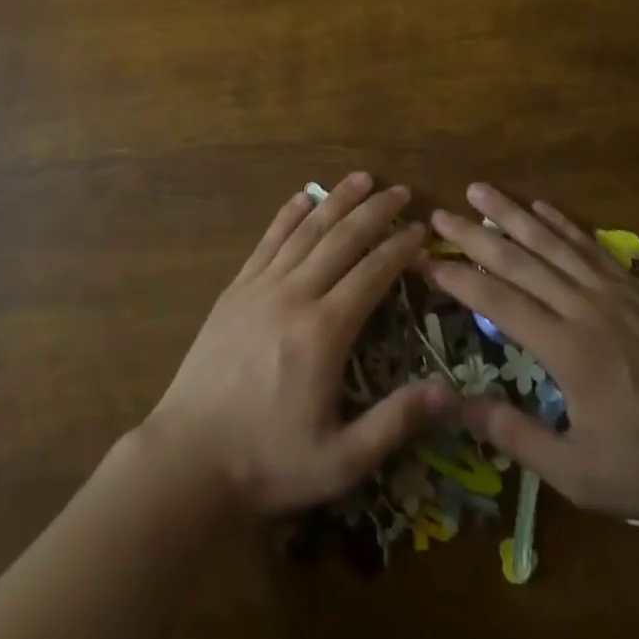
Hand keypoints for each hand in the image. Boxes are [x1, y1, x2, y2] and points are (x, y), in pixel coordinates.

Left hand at [142, 173, 457, 517]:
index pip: (372, 274)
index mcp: (324, 331)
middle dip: (375, 212)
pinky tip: (303, 196)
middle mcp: (295, 294)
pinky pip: (268, 240)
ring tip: (362, 178)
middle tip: (401, 191)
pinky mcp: (236, 288)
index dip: (400, 248)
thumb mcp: (341, 460)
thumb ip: (395, 422)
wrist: (189, 456)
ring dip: (336, 200)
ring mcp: (261, 286)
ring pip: (306, 230)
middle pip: (342, 239)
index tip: (421, 230)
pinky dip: (289, 214)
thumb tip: (449, 392)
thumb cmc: (268, 460)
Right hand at [425, 184, 638, 544]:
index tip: (424, 259)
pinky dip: (563, 224)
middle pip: (518, 261)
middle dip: (473, 235)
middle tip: (439, 213)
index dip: (456, 277)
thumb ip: (515, 434)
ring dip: (512, 214)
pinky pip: (591, 246)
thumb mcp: (577, 474)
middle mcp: (584, 308)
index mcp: (566, 351)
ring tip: (480, 190)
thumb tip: (456, 403)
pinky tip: (541, 206)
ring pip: (552, 242)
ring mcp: (614, 293)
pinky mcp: (638, 289)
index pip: (496, 301)